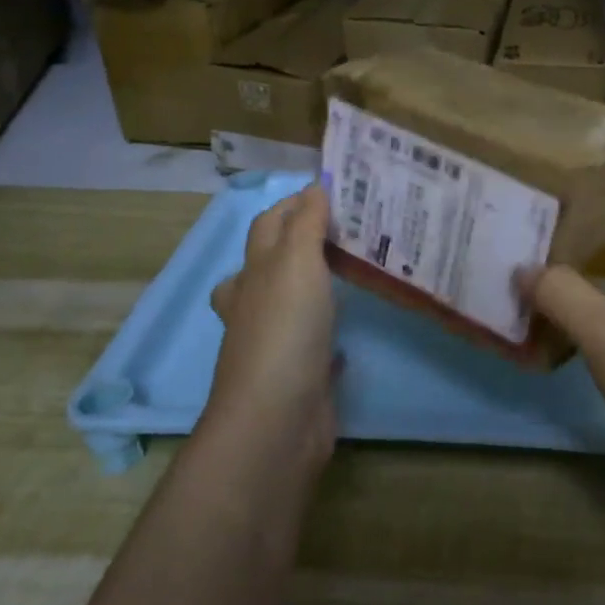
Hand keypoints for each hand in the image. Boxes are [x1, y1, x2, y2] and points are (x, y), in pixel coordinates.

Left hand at [203, 185, 338, 472]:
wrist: (278, 418)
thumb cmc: (285, 329)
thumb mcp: (296, 263)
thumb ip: (306, 225)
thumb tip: (315, 186)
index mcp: (253, 274)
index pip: (268, 225)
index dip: (294, 204)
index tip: (333, 191)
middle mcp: (257, 304)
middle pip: (271, 263)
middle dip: (299, 244)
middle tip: (347, 230)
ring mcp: (276, 342)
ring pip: (289, 304)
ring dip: (311, 287)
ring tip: (349, 273)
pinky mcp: (299, 375)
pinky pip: (313, 346)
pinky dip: (327, 335)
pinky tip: (350, 334)